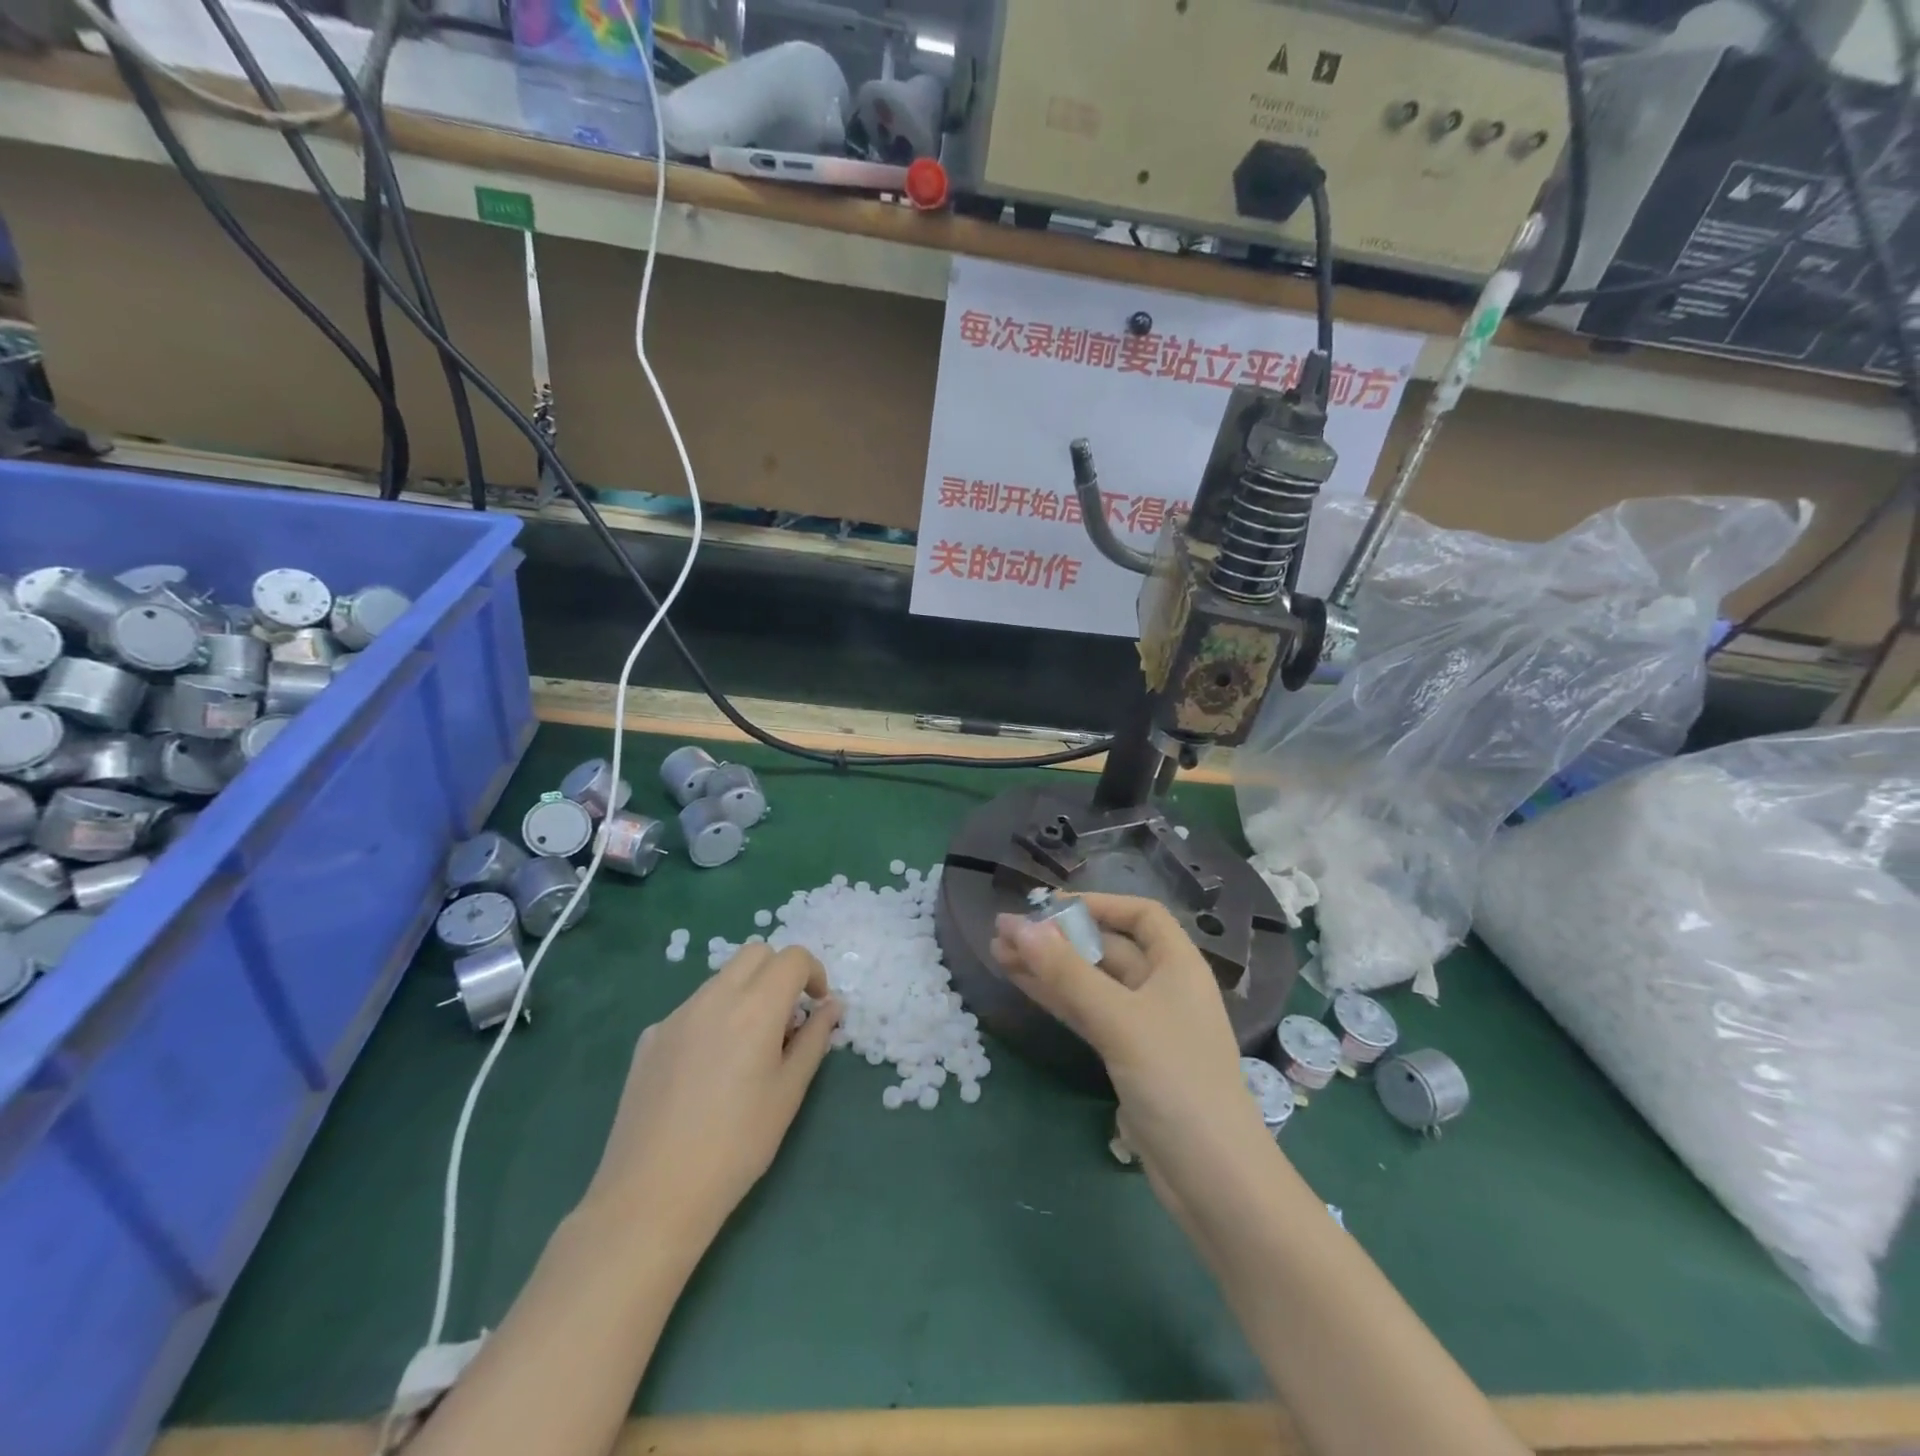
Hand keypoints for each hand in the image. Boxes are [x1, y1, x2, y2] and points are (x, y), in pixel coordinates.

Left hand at [581, 944, 841, 1253]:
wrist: (652, 1194)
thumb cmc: (737, 1145)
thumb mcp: (789, 1092)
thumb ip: (814, 1039)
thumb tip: (831, 1006)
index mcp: (756, 1007)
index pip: (792, 957)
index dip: (813, 973)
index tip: (817, 1006)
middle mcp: (714, 997)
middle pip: (755, 954)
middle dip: (779, 972)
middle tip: (787, 1018)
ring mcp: (676, 1015)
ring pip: (721, 979)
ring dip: (745, 993)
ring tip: (748, 1048)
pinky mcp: (649, 1038)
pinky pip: (692, 1010)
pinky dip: (713, 1019)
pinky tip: (707, 1071)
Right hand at [991, 894, 1271, 1198]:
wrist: (1214, 1179)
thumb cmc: (1177, 1082)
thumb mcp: (1120, 1020)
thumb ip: (1068, 973)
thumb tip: (1020, 926)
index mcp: (1178, 965)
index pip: (1140, 915)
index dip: (1098, 903)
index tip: (1051, 906)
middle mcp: (1162, 987)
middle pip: (1108, 947)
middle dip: (1059, 937)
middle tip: (1004, 931)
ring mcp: (1144, 1025)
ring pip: (1090, 982)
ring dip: (1049, 967)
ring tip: (998, 952)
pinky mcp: (1128, 1057)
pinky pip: (1088, 1014)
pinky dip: (1057, 998)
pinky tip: (1022, 984)